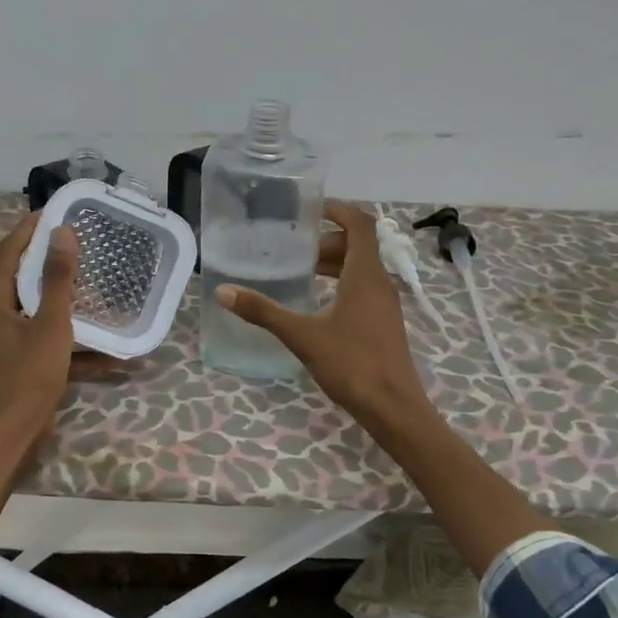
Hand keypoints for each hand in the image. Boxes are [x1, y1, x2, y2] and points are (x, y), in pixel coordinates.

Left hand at [0, 211, 123, 445]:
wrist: (10, 436)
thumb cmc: (29, 376)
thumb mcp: (51, 325)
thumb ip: (58, 280)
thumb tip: (61, 233)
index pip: (7, 252)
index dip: (27, 230)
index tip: (51, 211)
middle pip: (19, 279)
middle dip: (46, 261)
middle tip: (74, 243)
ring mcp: (3, 343)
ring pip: (35, 311)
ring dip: (62, 300)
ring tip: (91, 286)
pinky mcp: (16, 364)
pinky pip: (43, 341)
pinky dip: (70, 342)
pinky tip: (106, 352)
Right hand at [216, 200, 431, 430]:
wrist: (393, 407)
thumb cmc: (351, 364)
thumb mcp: (302, 335)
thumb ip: (263, 311)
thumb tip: (224, 291)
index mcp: (365, 275)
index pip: (360, 224)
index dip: (337, 210)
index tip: (309, 210)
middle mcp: (380, 283)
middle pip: (358, 246)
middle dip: (327, 241)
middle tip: (294, 249)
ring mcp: (385, 304)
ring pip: (361, 269)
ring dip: (334, 264)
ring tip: (301, 273)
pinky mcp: (384, 323)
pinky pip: (363, 289)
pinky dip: (341, 284)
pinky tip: (318, 305)